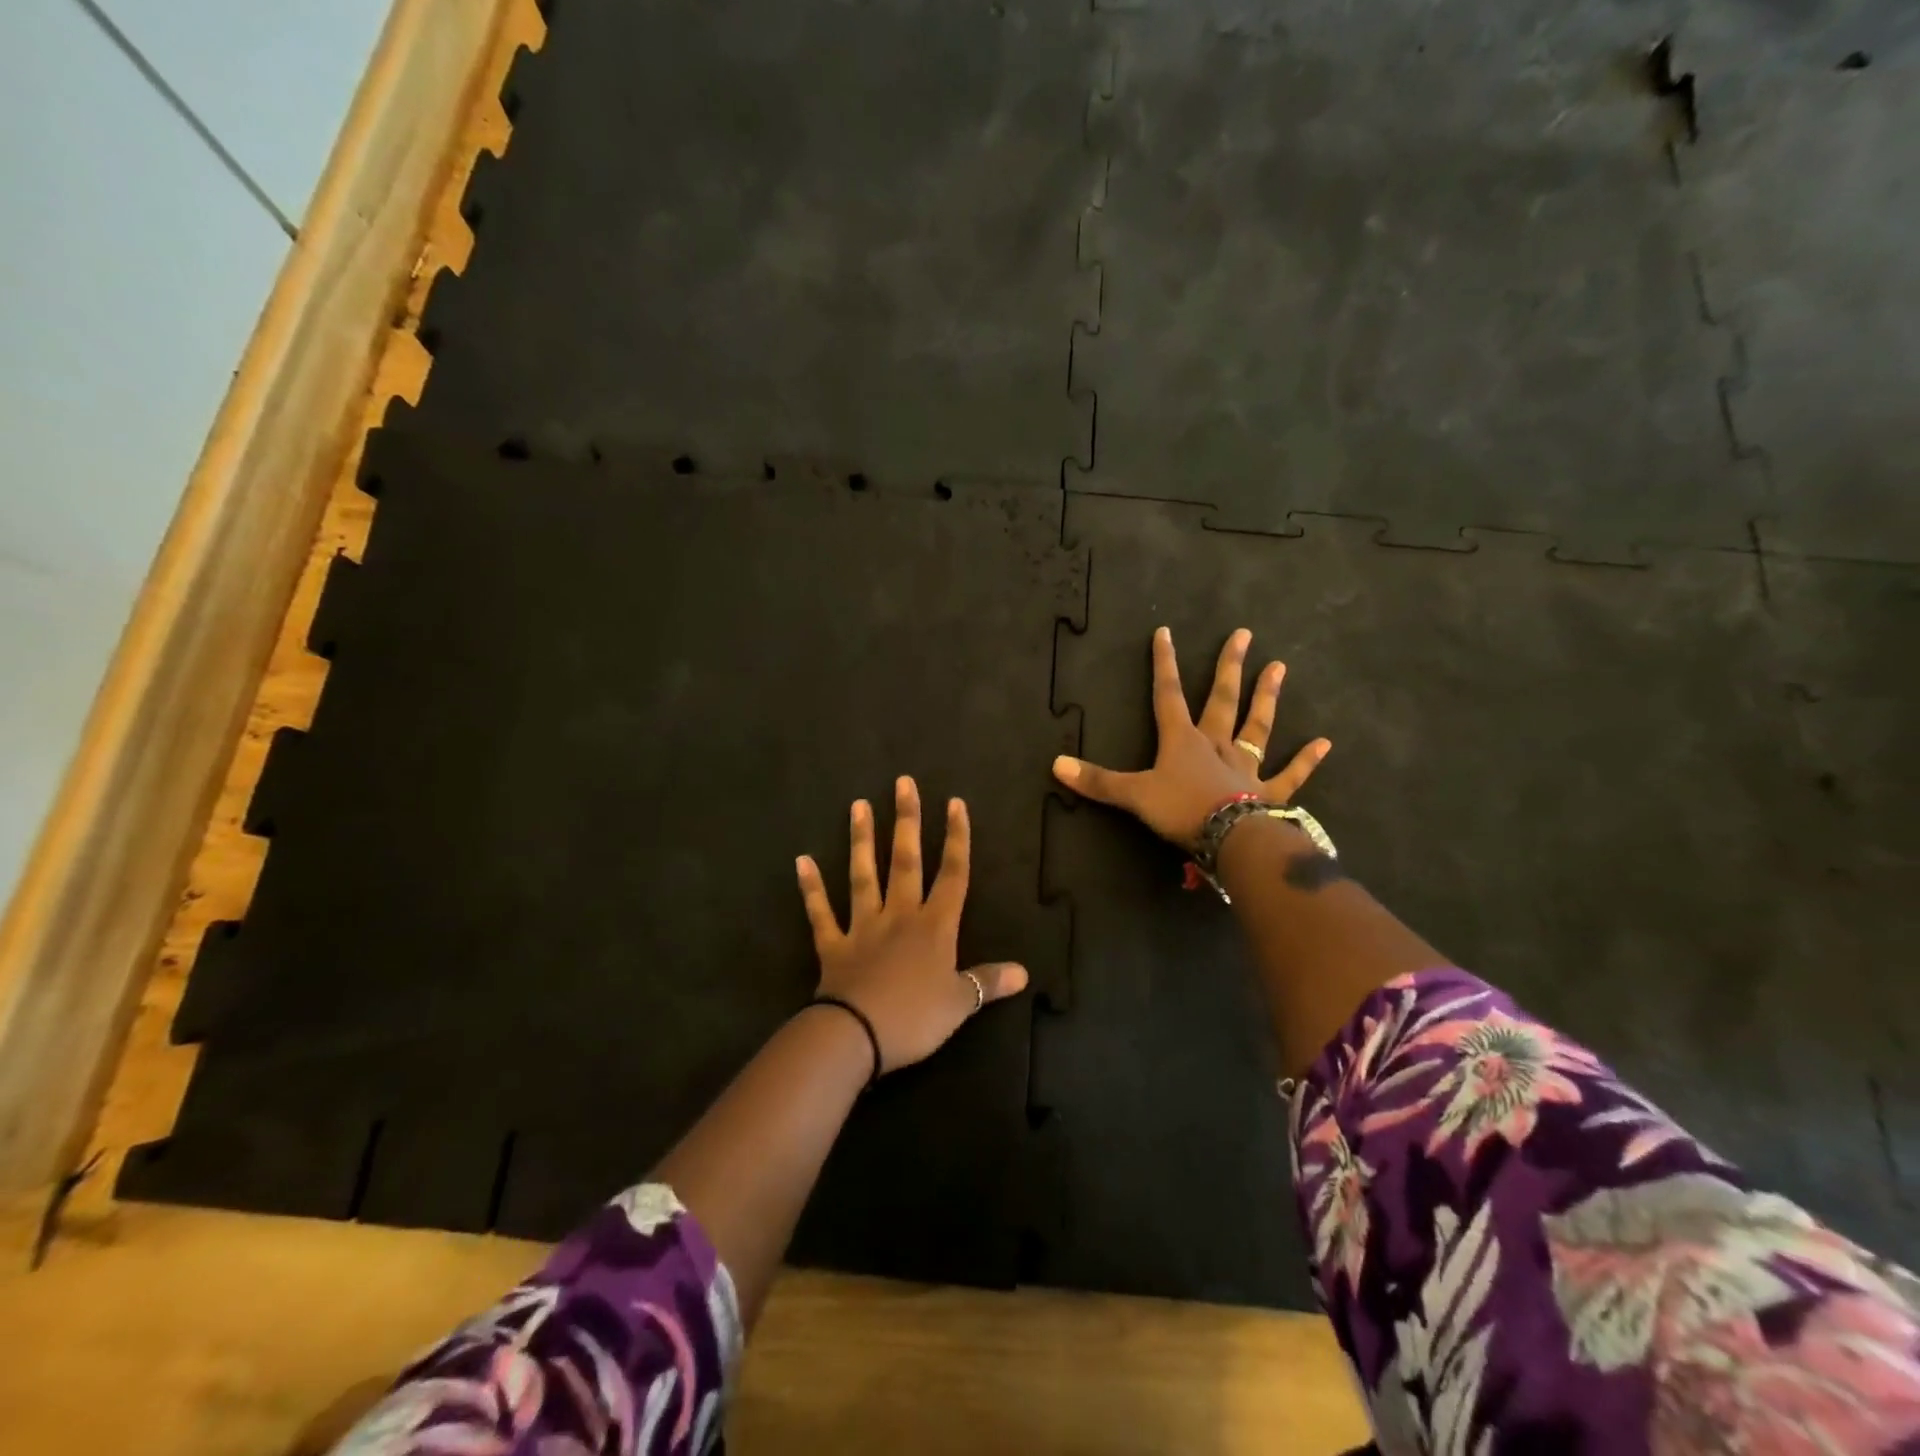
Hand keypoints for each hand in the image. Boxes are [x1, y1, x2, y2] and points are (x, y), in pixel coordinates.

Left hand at [795, 777, 1027, 1071]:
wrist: (857, 1035)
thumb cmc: (915, 1017)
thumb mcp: (959, 1003)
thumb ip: (987, 982)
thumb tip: (1024, 972)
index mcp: (935, 926)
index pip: (952, 874)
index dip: (957, 838)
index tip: (954, 802)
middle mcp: (899, 915)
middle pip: (906, 861)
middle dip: (907, 821)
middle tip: (902, 783)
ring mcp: (863, 927)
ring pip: (863, 876)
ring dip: (861, 840)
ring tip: (858, 805)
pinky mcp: (833, 945)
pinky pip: (821, 913)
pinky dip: (811, 888)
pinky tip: (802, 861)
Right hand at [1052, 626, 1330, 848]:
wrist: (1229, 839)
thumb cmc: (1181, 810)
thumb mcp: (1133, 796)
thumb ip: (1097, 781)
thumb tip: (1055, 764)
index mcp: (1182, 741)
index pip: (1168, 696)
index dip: (1164, 665)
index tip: (1166, 633)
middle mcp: (1216, 745)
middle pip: (1221, 700)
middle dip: (1229, 667)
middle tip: (1244, 634)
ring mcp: (1245, 767)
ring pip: (1257, 727)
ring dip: (1267, 698)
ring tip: (1279, 668)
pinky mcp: (1268, 793)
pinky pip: (1290, 776)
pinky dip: (1306, 760)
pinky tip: (1325, 742)